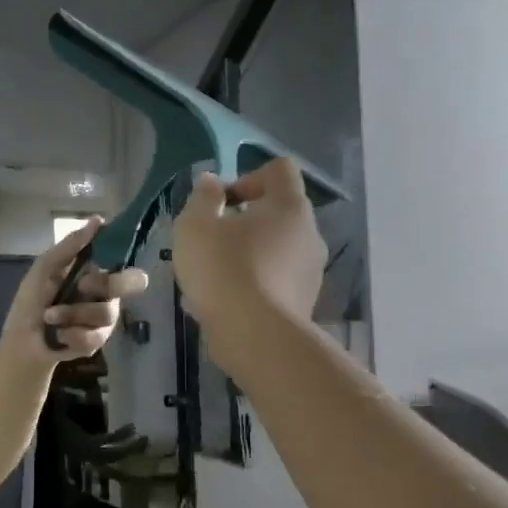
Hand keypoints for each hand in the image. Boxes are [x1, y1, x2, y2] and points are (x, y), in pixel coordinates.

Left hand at [1, 218, 148, 367]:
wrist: (21, 340)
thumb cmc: (32, 300)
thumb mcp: (45, 268)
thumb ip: (70, 245)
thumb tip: (98, 220)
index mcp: (96, 273)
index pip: (125, 261)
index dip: (122, 257)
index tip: (101, 259)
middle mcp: (107, 295)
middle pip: (132, 283)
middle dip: (106, 284)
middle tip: (81, 286)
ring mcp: (105, 321)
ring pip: (107, 312)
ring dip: (72, 313)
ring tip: (50, 317)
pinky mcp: (97, 343)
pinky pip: (94, 336)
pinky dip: (70, 334)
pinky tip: (57, 335)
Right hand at [173, 159, 325, 336]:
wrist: (256, 337)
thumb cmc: (224, 270)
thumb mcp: (196, 226)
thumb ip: (203, 198)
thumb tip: (212, 182)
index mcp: (289, 206)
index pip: (280, 170)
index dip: (248, 177)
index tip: (223, 203)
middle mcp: (309, 234)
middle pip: (279, 213)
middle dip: (244, 222)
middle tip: (213, 241)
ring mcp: (311, 272)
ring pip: (276, 251)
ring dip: (248, 256)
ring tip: (214, 278)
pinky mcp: (304, 304)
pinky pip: (276, 283)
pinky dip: (253, 286)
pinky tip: (224, 304)